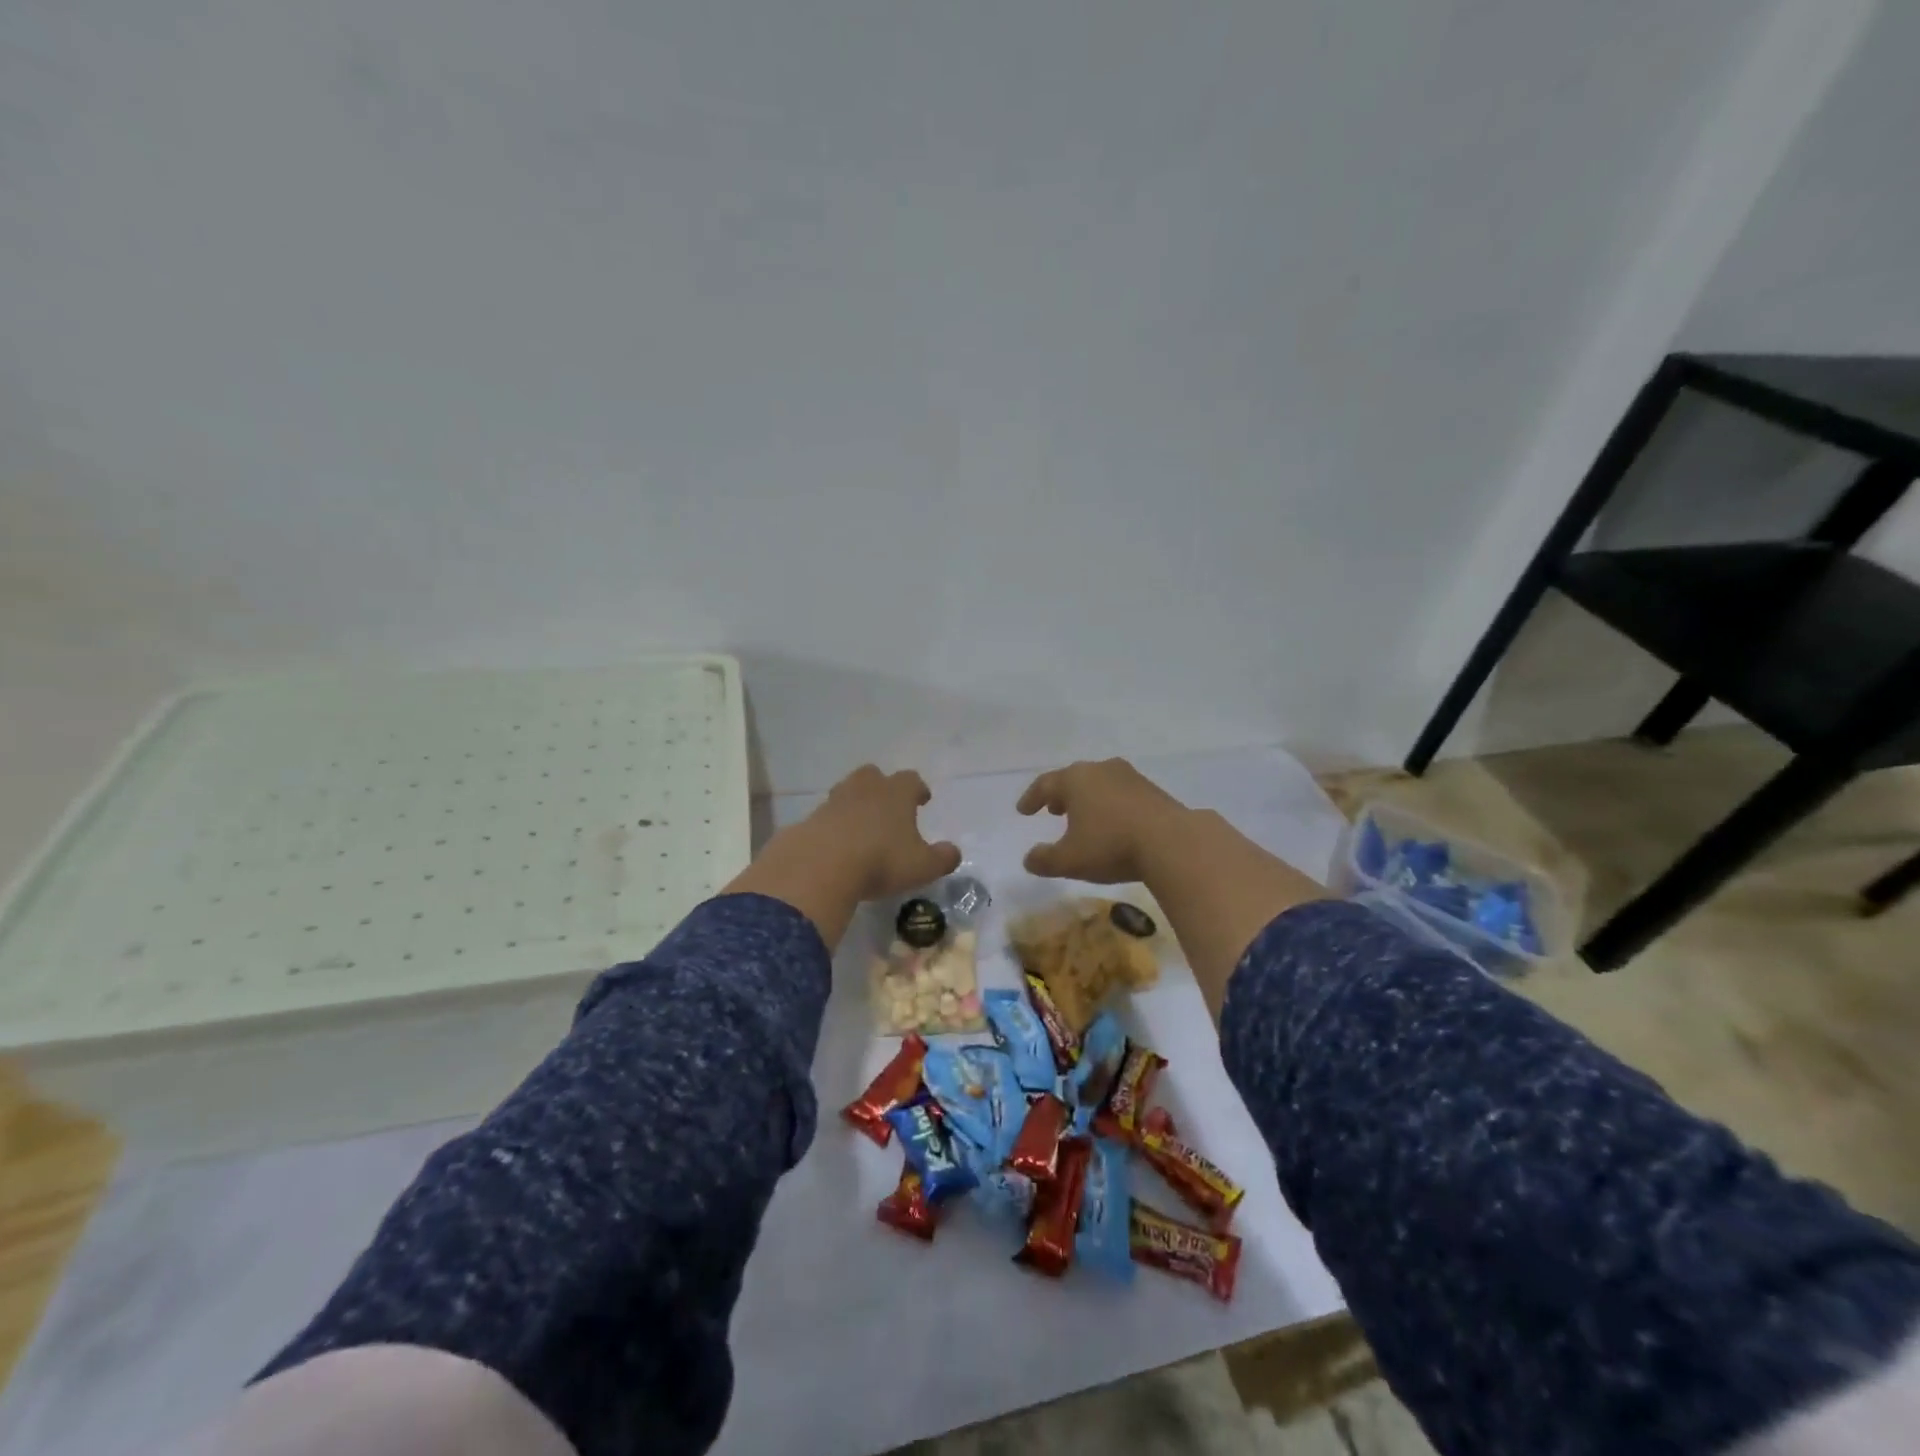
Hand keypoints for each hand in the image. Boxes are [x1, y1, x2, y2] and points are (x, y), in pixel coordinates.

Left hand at [804, 765, 961, 899]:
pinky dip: (834, 825)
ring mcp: (834, 802)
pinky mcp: (810, 820)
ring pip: (847, 791)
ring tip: (862, 825)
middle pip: (873, 775)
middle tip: (888, 805)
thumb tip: (953, 852)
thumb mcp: (922, 866)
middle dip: (882, 786)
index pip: (911, 780)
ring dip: (856, 803)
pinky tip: (838, 844)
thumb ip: (942, 858)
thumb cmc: (881, 861)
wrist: (821, 866)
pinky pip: (827, 816)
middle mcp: (865, 789)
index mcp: (896, 793)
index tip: (922, 799)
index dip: (917, 789)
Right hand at [1016, 758, 1189, 882]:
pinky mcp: (1153, 790)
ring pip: (1100, 784)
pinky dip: (1110, 805)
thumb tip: (1029, 858)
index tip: (1023, 811)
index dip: (1031, 798)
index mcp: (1075, 780)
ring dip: (1087, 799)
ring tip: (1083, 816)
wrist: (1172, 842)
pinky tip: (1114, 823)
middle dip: (1061, 795)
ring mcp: (1130, 777)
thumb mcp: (1070, 860)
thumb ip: (1044, 860)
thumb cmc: (1111, 845)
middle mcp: (1101, 770)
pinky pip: (1121, 794)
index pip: (1045, 784)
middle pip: (1074, 779)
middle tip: (1053, 809)